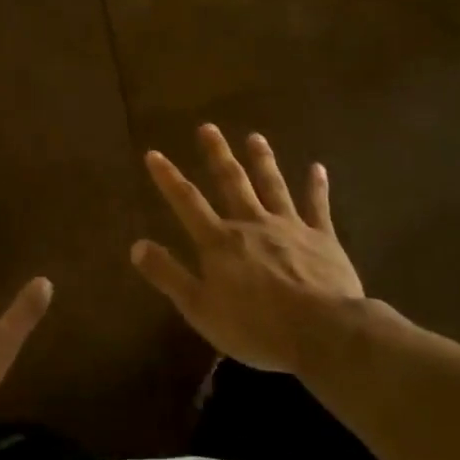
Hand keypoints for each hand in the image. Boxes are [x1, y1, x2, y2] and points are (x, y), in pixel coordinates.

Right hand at [130, 125, 365, 376]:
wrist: (323, 332)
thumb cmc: (255, 326)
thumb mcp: (200, 309)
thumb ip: (168, 275)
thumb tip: (137, 245)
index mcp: (220, 242)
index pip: (187, 202)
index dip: (168, 178)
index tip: (154, 153)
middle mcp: (252, 224)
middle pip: (231, 183)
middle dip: (217, 154)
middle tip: (208, 127)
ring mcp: (289, 227)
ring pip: (272, 186)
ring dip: (262, 160)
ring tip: (255, 137)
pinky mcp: (322, 238)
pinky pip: (317, 206)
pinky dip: (316, 186)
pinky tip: (317, 168)